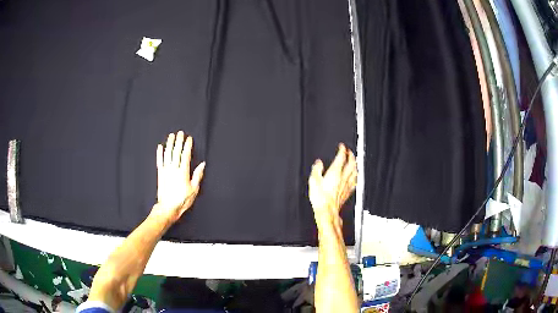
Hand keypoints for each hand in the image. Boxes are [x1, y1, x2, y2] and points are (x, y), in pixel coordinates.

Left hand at [152, 131, 205, 223]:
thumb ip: (197, 175)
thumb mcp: (194, 189)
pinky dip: (159, 153)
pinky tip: (160, 147)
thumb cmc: (182, 200)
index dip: (187, 146)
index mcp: (183, 172)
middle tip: (180, 133)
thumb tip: (202, 165)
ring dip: (169, 144)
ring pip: (167, 154)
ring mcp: (166, 171)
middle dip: (178, 141)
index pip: (185, 155)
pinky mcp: (160, 174)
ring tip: (171, 136)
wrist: (168, 208)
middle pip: (176, 152)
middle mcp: (173, 169)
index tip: (189, 139)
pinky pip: (159, 161)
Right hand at [308, 144, 356, 229]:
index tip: (342, 146)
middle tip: (350, 152)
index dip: (342, 150)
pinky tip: (355, 177)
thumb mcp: (313, 181)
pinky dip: (355, 176)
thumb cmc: (320, 198)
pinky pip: (354, 182)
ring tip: (355, 161)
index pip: (341, 157)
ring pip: (355, 172)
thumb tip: (318, 163)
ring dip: (355, 165)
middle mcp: (343, 178)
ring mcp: (346, 185)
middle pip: (351, 163)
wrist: (327, 211)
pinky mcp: (347, 192)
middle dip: (351, 156)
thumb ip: (316, 169)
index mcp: (335, 173)